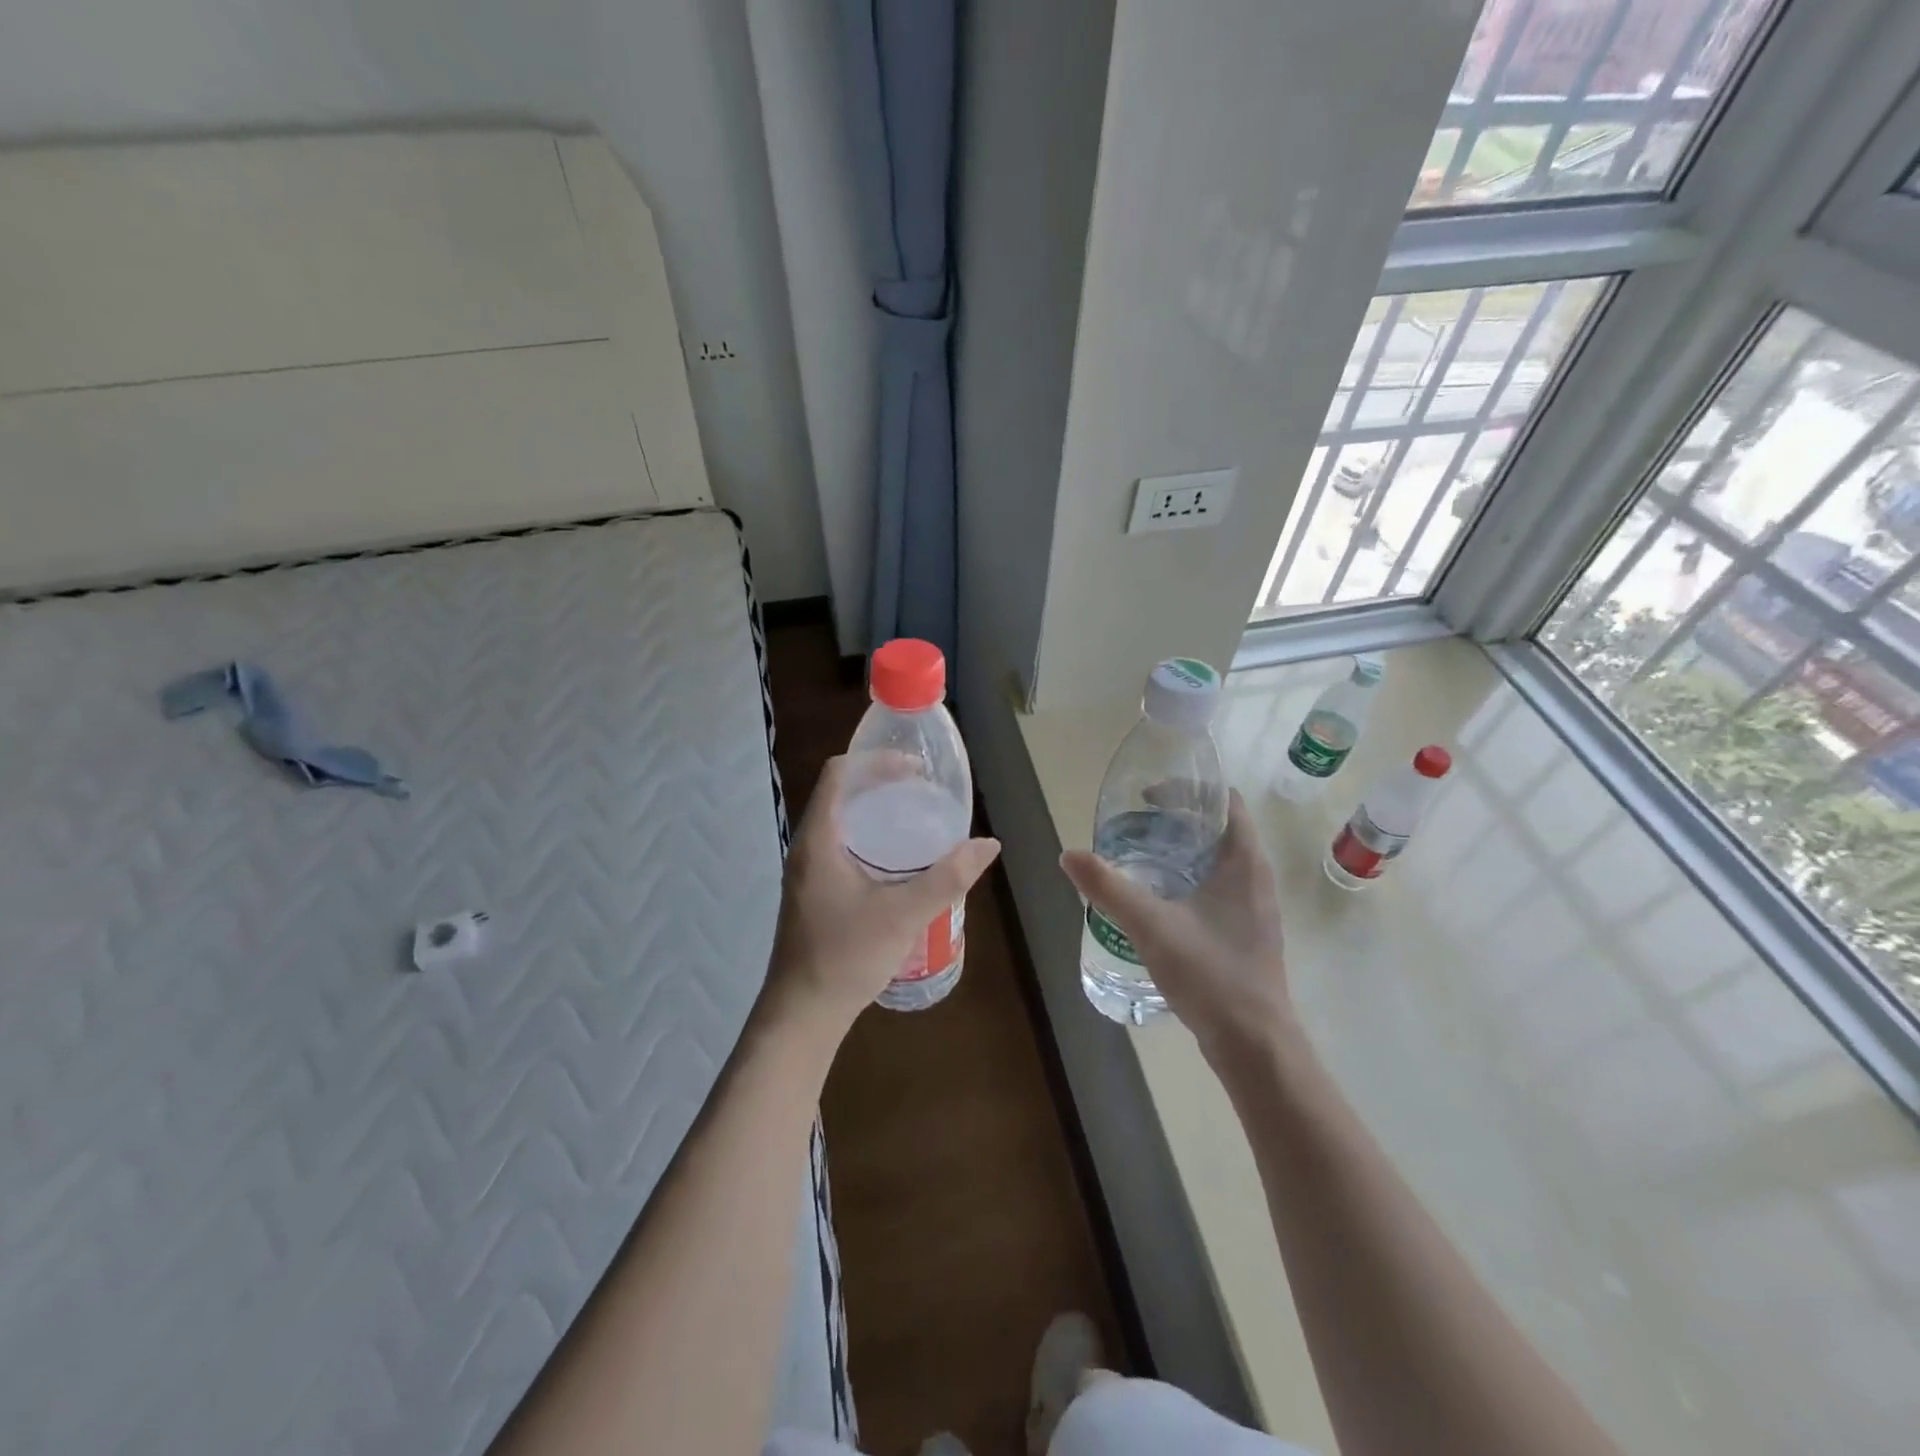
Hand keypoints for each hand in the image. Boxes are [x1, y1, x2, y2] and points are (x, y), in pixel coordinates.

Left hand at [765, 755, 1000, 1036]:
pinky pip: (842, 846)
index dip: (876, 761)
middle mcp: (807, 846)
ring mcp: (808, 871)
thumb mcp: (904, 915)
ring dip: (876, 812)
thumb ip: (948, 878)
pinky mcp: (814, 891)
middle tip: (923, 792)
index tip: (915, 769)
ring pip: (842, 821)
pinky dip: (870, 838)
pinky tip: (899, 861)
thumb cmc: (846, 956)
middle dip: (882, 784)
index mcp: (819, 839)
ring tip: (917, 819)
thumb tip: (988, 844)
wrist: (803, 1013)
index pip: (840, 773)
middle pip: (842, 794)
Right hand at [1060, 789, 1291, 1060]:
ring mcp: (1255, 907)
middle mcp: (1256, 876)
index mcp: (1245, 861)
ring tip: (1140, 857)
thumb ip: (1109, 888)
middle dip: (1178, 820)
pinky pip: (1218, 887)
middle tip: (1135, 825)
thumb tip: (1069, 855)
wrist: (1254, 1044)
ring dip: (1183, 851)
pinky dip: (1189, 879)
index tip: (1149, 796)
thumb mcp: (1151, 925)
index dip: (1190, 789)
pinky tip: (1159, 899)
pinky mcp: (1247, 932)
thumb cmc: (1210, 973)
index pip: (1226, 801)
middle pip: (1220, 828)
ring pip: (1218, 860)